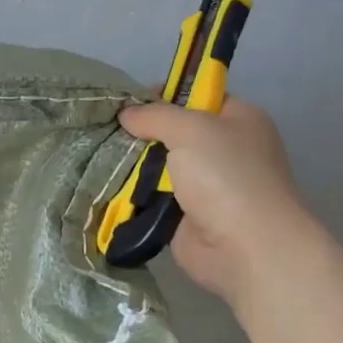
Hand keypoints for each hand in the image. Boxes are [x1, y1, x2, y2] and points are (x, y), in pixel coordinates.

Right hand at [118, 96, 308, 301]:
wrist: (246, 248)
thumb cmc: (227, 176)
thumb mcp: (191, 129)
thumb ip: (156, 115)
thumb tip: (126, 113)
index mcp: (238, 120)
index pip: (197, 96)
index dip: (163, 95)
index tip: (127, 101)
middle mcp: (224, 150)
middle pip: (173, 133)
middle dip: (141, 133)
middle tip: (105, 131)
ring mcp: (206, 186)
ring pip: (159, 167)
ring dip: (132, 166)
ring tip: (97, 158)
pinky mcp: (186, 216)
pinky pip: (152, 198)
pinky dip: (133, 195)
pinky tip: (105, 186)